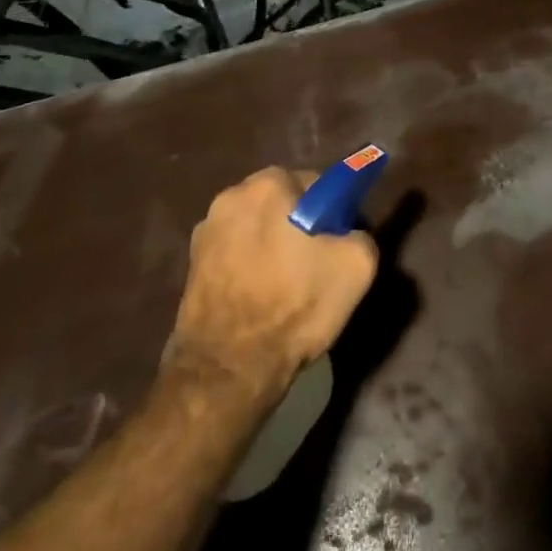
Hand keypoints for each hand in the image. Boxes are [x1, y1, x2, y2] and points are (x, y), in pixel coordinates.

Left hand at [166, 167, 377, 397]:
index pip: (316, 184)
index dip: (333, 213)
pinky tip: (260, 299)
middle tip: (316, 266)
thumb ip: (360, 234)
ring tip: (286, 288)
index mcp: (268, 185)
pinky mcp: (191, 263)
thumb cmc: (295, 306)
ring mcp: (205, 230)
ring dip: (272, 246)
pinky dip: (249, 267)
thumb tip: (347, 234)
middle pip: (282, 204)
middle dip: (300, 226)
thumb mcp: (355, 267)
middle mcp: (230, 196)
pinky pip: (235, 253)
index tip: (337, 243)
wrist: (229, 366)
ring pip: (257, 228)